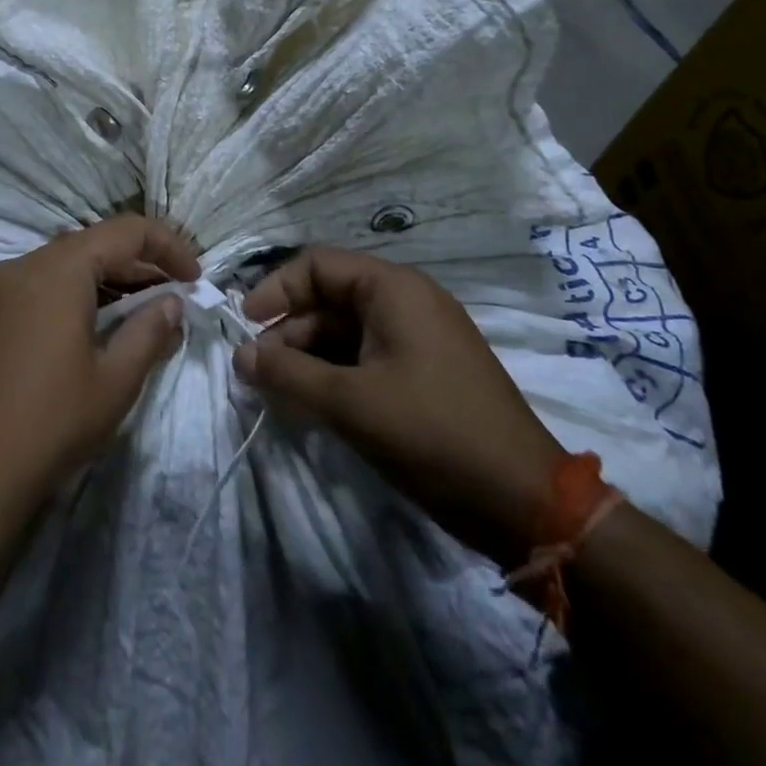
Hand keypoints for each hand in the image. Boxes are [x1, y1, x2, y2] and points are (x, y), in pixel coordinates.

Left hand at [0, 216, 198, 512]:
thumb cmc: (52, 422)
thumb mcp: (116, 379)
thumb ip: (151, 330)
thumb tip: (172, 302)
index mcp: (58, 269)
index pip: (126, 231)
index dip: (168, 247)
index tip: (195, 279)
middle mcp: (23, 265)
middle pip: (93, 244)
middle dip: (139, 265)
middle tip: (174, 299)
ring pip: (64, 265)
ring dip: (107, 280)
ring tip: (140, 315)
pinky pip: (39, 286)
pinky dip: (74, 294)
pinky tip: (93, 329)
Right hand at [234, 248, 565, 565]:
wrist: (525, 501)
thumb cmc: (432, 433)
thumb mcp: (349, 402)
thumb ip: (288, 373)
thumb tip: (240, 354)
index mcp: (393, 288)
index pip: (317, 264)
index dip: (276, 288)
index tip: (245, 324)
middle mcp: (407, 300)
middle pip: (330, 297)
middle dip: (289, 330)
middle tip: (259, 371)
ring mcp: (420, 336)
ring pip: (346, 330)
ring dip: (309, 355)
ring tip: (280, 392)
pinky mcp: (426, 370)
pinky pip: (367, 355)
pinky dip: (336, 373)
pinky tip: (314, 403)